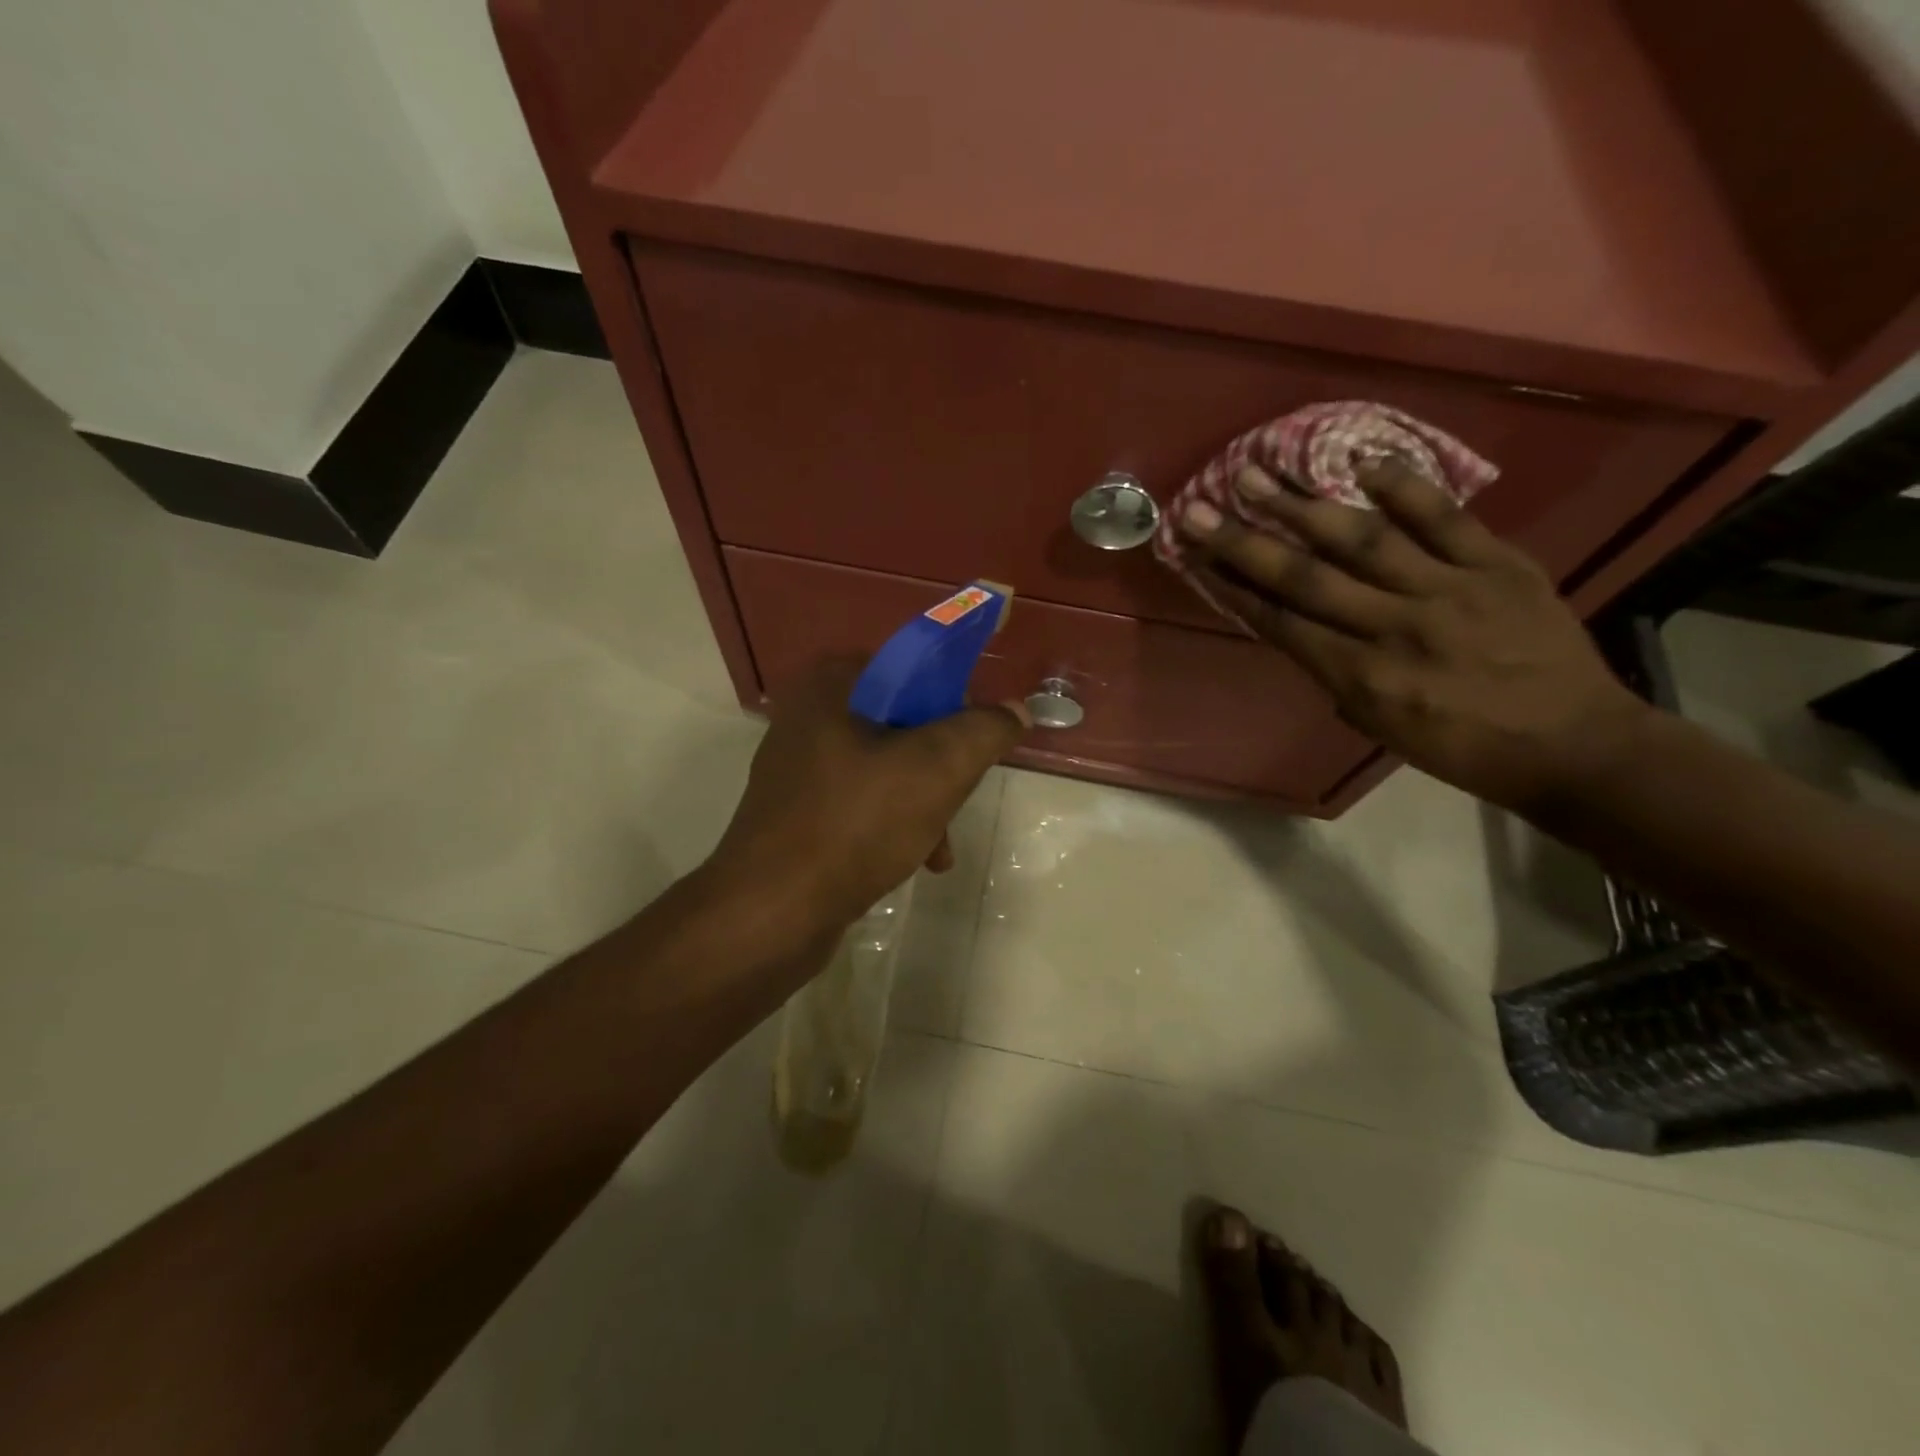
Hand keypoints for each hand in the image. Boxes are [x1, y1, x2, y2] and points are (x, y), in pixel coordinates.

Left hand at [706, 656, 1028, 933]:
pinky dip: (894, 824)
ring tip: (942, 845)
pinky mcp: (797, 813)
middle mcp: (808, 716)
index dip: (954, 698)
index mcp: (831, 685)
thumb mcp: (937, 768)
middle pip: (903, 721)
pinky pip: (861, 802)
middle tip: (960, 793)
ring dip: (924, 800)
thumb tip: (1015, 710)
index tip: (976, 739)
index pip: (912, 667)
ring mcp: (798, 768)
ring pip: (886, 767)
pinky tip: (918, 860)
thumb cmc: (856, 824)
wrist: (771, 914)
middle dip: (942, 763)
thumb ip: (984, 730)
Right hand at [1176, 459, 1652, 811]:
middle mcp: (1395, 628)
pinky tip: (1360, 461)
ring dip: (1302, 506)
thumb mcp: (1381, 727)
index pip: (1282, 624)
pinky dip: (1403, 487)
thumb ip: (1335, 676)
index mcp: (1363, 678)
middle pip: (1306, 578)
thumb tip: (1301, 629)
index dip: (1233, 589)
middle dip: (1245, 543)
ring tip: (1258, 475)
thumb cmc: (1463, 748)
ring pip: (1363, 540)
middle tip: (1200, 510)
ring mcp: (1449, 590)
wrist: (1574, 745)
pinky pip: (1445, 517)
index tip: (1196, 560)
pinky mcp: (1498, 565)